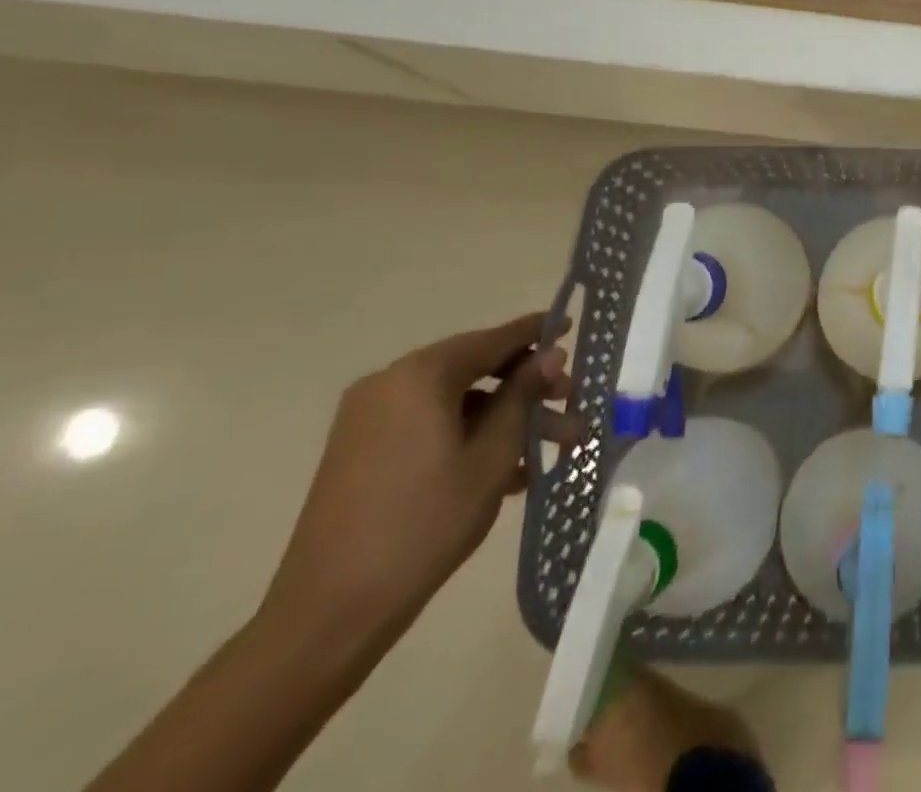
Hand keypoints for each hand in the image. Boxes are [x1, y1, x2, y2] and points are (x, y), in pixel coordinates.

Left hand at [262, 313, 583, 639]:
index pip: (494, 339)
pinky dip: (472, 436)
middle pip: (477, 367)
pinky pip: (432, 425)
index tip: (572, 326)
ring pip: (458, 401)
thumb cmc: (424, 523)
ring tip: (555, 448)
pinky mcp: (363, 452)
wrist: (329, 613)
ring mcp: (371, 420)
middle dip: (528, 386)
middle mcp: (391, 385)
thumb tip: (551, 353)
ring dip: (507, 418)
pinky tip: (512, 472)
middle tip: (570, 403)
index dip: (537, 332)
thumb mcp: (491, 455)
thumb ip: (523, 395)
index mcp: (420, 376)